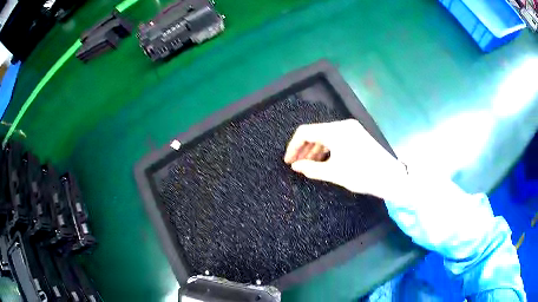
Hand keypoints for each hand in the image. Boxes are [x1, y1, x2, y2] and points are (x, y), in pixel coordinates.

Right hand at [283, 119, 405, 198]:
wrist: (391, 177)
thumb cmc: (362, 175)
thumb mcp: (334, 173)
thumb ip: (311, 168)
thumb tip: (296, 166)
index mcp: (336, 131)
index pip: (305, 132)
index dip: (293, 146)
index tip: (288, 161)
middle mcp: (343, 125)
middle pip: (315, 132)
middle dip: (303, 149)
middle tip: (296, 165)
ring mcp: (351, 129)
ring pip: (325, 136)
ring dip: (315, 150)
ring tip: (308, 165)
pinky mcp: (357, 135)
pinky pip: (336, 139)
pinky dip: (327, 149)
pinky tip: (323, 161)